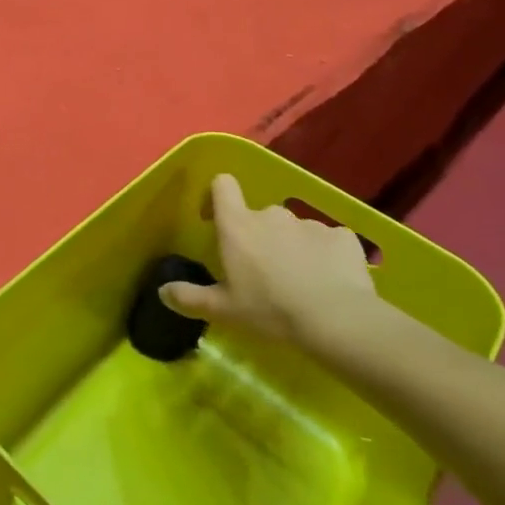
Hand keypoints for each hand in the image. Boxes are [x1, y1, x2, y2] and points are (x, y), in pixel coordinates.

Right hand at [160, 173, 379, 347]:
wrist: (338, 320)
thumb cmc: (270, 310)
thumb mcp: (224, 310)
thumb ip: (190, 298)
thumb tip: (162, 292)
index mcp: (238, 225)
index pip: (222, 185)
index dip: (217, 196)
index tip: (216, 220)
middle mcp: (271, 214)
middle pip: (258, 215)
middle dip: (259, 236)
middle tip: (262, 271)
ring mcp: (309, 222)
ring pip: (293, 230)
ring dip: (291, 247)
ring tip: (300, 281)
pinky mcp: (342, 236)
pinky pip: (327, 241)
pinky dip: (324, 256)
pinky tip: (329, 281)